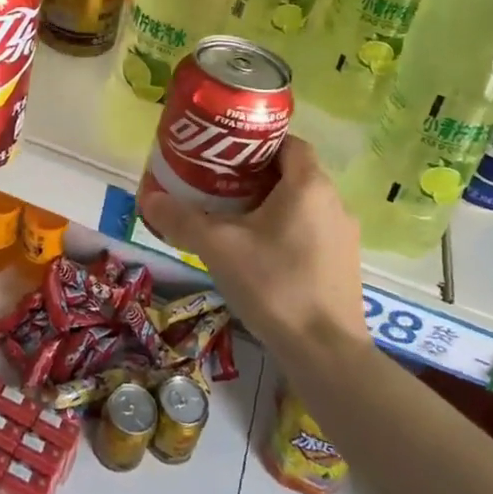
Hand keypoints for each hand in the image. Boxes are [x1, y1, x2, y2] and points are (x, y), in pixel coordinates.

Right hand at [138, 137, 367, 350]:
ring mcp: (344, 235)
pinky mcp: (344, 264)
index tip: (226, 151)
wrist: (325, 352)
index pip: (288, 141)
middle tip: (219, 182)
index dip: (257, 141)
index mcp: (309, 185)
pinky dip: (286, 229)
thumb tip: (149, 198)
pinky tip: (259, 251)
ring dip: (271, 203)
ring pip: (303, 203)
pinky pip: (312, 230)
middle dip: (256, 174)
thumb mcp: (218, 247)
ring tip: (234, 216)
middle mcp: (334, 202)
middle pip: (293, 172)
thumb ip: (182, 219)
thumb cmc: (274, 284)